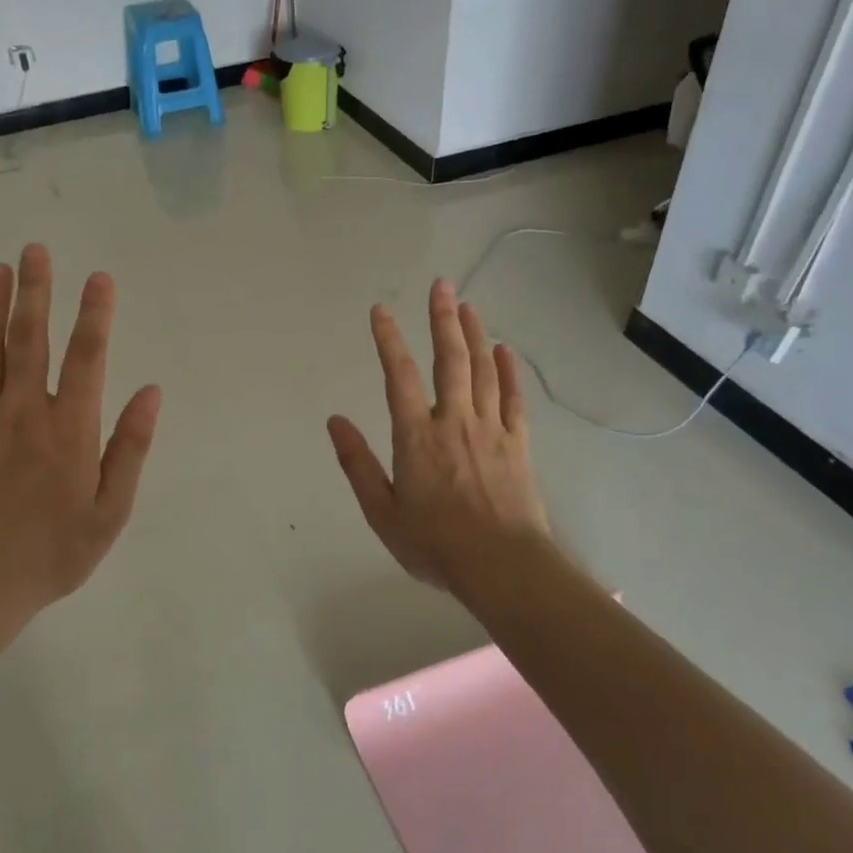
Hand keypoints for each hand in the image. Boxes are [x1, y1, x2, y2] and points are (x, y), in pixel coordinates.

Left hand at [0, 244, 161, 610]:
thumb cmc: (54, 550)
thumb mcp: (111, 509)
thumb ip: (131, 447)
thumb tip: (152, 391)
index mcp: (70, 426)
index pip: (87, 355)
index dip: (95, 313)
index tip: (99, 277)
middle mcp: (25, 410)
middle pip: (30, 337)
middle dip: (36, 290)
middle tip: (35, 249)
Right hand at [328, 280, 551, 590]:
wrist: (503, 567)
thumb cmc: (435, 543)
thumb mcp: (382, 511)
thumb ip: (357, 463)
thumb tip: (335, 421)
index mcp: (416, 436)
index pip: (399, 375)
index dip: (388, 339)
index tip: (380, 310)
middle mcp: (454, 421)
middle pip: (449, 359)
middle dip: (442, 319)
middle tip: (441, 285)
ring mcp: (490, 430)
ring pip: (483, 371)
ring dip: (475, 335)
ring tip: (468, 306)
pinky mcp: (517, 444)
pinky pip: (514, 399)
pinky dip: (509, 372)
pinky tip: (505, 350)